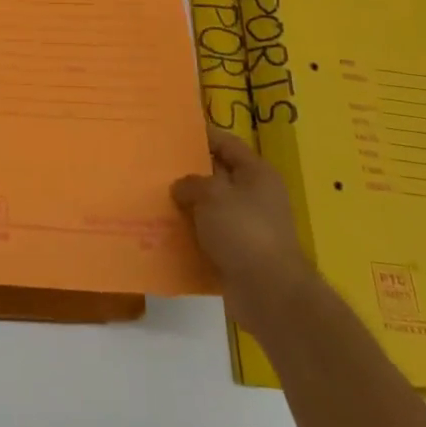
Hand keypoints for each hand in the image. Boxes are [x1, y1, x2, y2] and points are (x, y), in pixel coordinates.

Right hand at [172, 129, 313, 335]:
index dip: (202, 135)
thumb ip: (191, 183)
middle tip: (157, 165)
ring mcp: (249, 227)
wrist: (269, 294)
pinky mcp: (239, 255)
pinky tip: (167, 231)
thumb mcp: (212, 194)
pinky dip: (192, 234)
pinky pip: (210, 236)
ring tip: (156, 197)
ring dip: (188, 206)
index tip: (173, 132)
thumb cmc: (243, 231)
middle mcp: (256, 197)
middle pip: (218, 175)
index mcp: (257, 174)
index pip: (227, 143)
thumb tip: (180, 188)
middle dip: (189, 172)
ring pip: (211, 208)